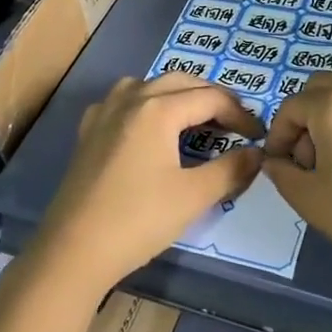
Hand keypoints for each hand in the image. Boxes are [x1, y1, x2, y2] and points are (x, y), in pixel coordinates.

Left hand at [33, 75, 262, 299]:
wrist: (74, 249)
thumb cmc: (138, 220)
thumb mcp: (193, 197)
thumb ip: (230, 170)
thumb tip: (257, 153)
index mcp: (158, 108)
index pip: (210, 97)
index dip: (239, 113)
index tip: (258, 136)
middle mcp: (131, 98)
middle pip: (180, 82)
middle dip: (212, 97)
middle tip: (234, 122)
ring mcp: (105, 111)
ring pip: (149, 85)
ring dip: (178, 94)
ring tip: (196, 118)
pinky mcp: (89, 130)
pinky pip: (124, 100)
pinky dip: (146, 103)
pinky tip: (149, 126)